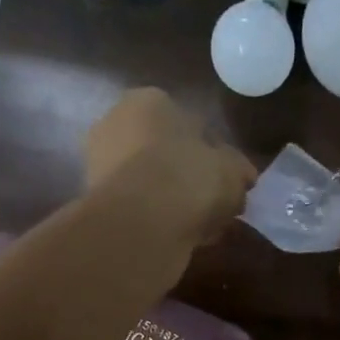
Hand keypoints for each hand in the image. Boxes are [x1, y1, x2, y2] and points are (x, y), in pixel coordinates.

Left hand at [84, 88, 255, 257]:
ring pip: (152, 183)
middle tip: (215, 207)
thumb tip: (243, 175)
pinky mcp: (96, 202)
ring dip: (174, 202)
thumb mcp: (231, 172)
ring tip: (201, 228)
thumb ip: (239, 170)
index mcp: (151, 101)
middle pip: (166, 154)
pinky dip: (158, 220)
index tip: (228, 182)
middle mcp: (118, 122)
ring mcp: (101, 163)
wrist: (140, 224)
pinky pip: (139, 208)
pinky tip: (180, 238)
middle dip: (190, 178)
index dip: (214, 156)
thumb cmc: (189, 180)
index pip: (191, 125)